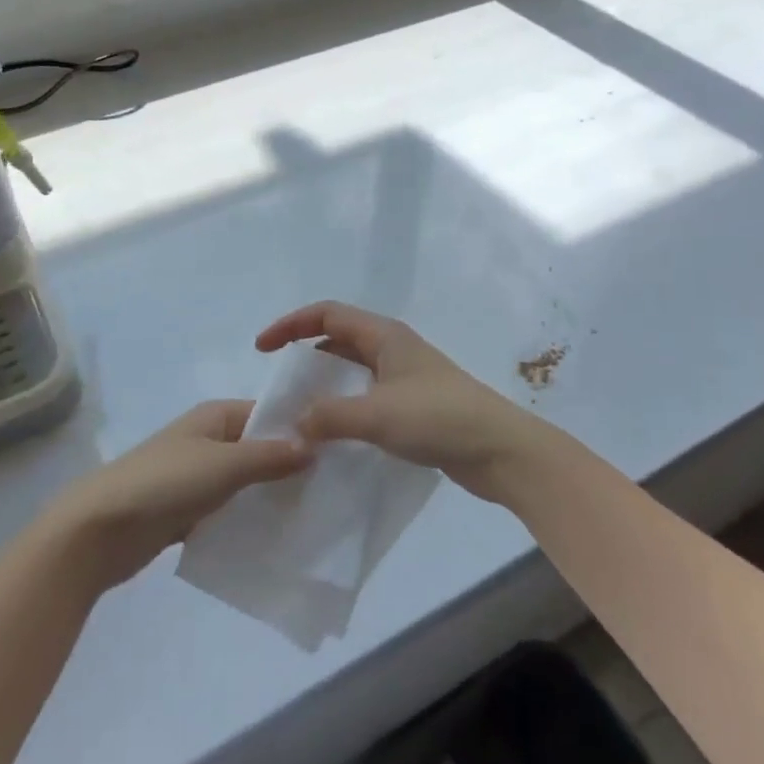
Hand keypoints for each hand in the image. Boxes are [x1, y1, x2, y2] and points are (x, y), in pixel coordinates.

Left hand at [48, 400, 312, 589]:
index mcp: (215, 416)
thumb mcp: (224, 464)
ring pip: (244, 483)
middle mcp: (207, 440)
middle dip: (288, 467)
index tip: (336, 452)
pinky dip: (246, 520)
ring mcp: (195, 476)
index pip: (267, 414)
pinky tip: (275, 540)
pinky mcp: (185, 511)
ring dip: (268, 497)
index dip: (298, 429)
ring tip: (311, 516)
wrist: (97, 529)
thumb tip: (312, 445)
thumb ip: (270, 456)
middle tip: (330, 489)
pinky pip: (226, 511)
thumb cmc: (164, 483)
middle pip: (258, 449)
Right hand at [256, 302, 547, 503]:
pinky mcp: (415, 405)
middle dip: (306, 351)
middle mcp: (394, 348)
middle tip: (279, 381)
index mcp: (384, 336)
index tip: (262, 348)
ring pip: (354, 368)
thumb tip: (295, 421)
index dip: (291, 324)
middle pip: (340, 337)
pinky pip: (368, 394)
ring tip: (300, 407)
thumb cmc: (439, 419)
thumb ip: (330, 416)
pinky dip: (345, 404)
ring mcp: (406, 376)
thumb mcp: (377, 415)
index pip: (327, 314)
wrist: (500, 450)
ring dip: (326, 381)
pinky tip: (335, 431)